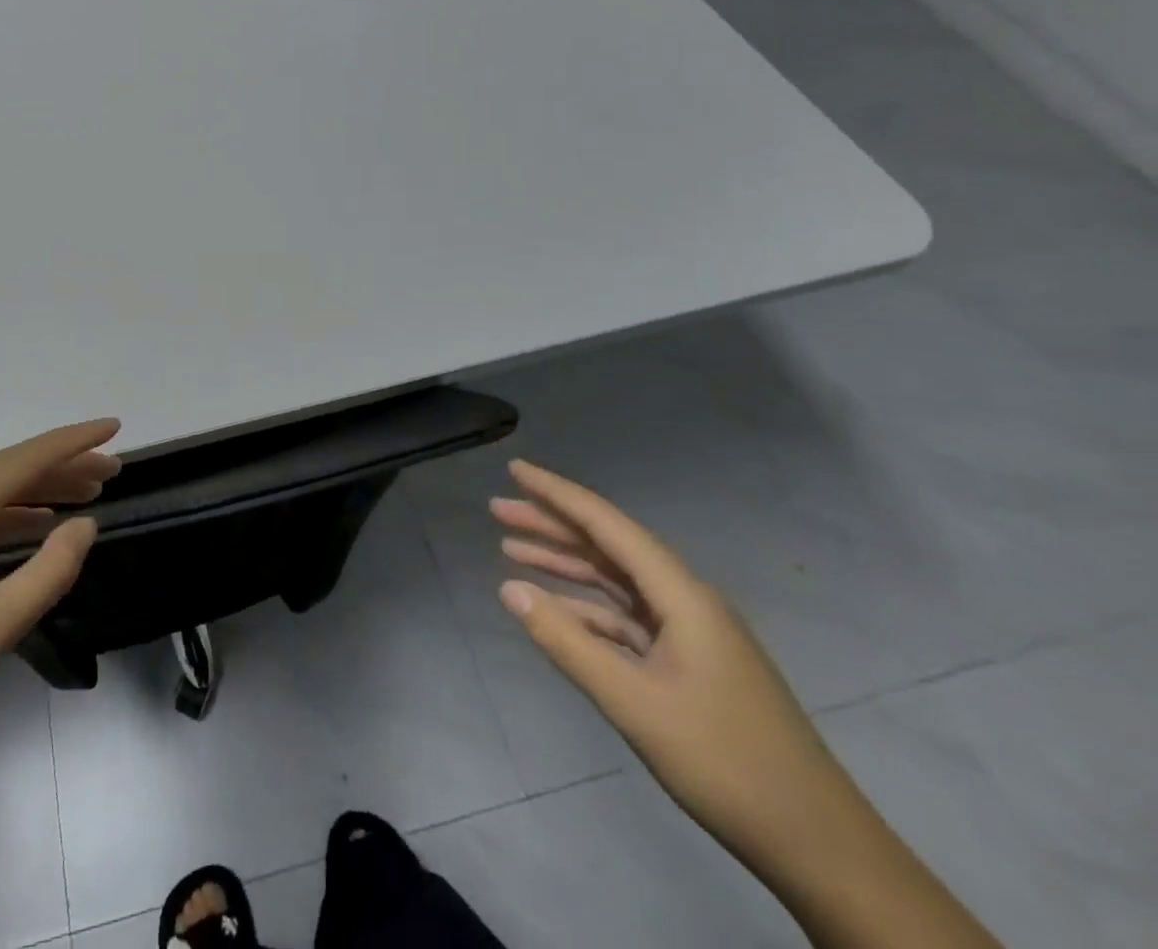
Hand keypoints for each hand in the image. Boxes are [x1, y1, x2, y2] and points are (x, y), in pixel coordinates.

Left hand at [0, 419, 120, 787]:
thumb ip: (49, 571)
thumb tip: (86, 524)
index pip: (24, 461)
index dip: (73, 442)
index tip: (116, 427)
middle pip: (8, 471)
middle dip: (62, 465)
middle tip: (112, 470)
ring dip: (39, 491)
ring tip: (87, 494)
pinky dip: (11, 517)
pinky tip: (36, 527)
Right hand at [491, 460, 861, 875]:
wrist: (820, 847)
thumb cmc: (726, 765)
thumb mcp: (635, 704)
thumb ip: (568, 642)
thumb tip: (509, 589)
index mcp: (682, 596)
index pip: (608, 525)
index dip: (559, 494)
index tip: (515, 470)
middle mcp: (687, 600)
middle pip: (609, 546)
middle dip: (552, 525)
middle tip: (497, 510)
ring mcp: (691, 632)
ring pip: (616, 580)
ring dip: (565, 563)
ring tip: (510, 549)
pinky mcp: (690, 662)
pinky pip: (627, 617)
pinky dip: (586, 607)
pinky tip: (553, 609)